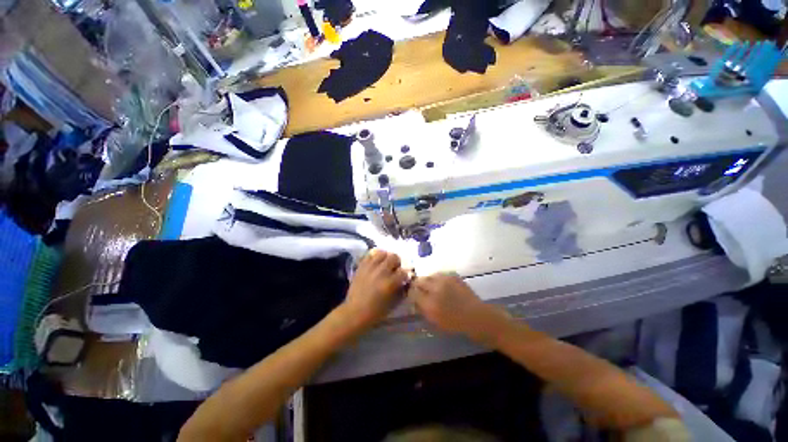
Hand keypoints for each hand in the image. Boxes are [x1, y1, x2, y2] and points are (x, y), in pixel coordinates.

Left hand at [341, 249, 409, 331]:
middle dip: (397, 263)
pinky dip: (375, 257)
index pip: (403, 271)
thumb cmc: (375, 312)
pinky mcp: (361, 266)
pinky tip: (376, 263)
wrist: (354, 312)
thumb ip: (401, 290)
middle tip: (395, 268)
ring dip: (386, 258)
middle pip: (394, 257)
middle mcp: (380, 272)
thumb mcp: (393, 304)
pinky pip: (370, 255)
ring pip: (382, 253)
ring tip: (385, 264)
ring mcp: (370, 268)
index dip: (406, 274)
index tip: (404, 277)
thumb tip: (406, 281)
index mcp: (389, 283)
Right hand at [408, 273, 510, 345]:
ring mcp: (445, 280)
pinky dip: (437, 279)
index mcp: (430, 305)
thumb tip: (414, 299)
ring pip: (428, 275)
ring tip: (431, 287)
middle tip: (420, 290)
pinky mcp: (453, 275)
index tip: (412, 295)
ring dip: (427, 281)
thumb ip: (422, 309)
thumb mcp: (435, 322)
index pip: (412, 293)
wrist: (477, 317)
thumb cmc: (456, 324)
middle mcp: (435, 289)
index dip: (411, 293)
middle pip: (418, 280)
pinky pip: (439, 274)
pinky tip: (441, 285)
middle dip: (417, 285)